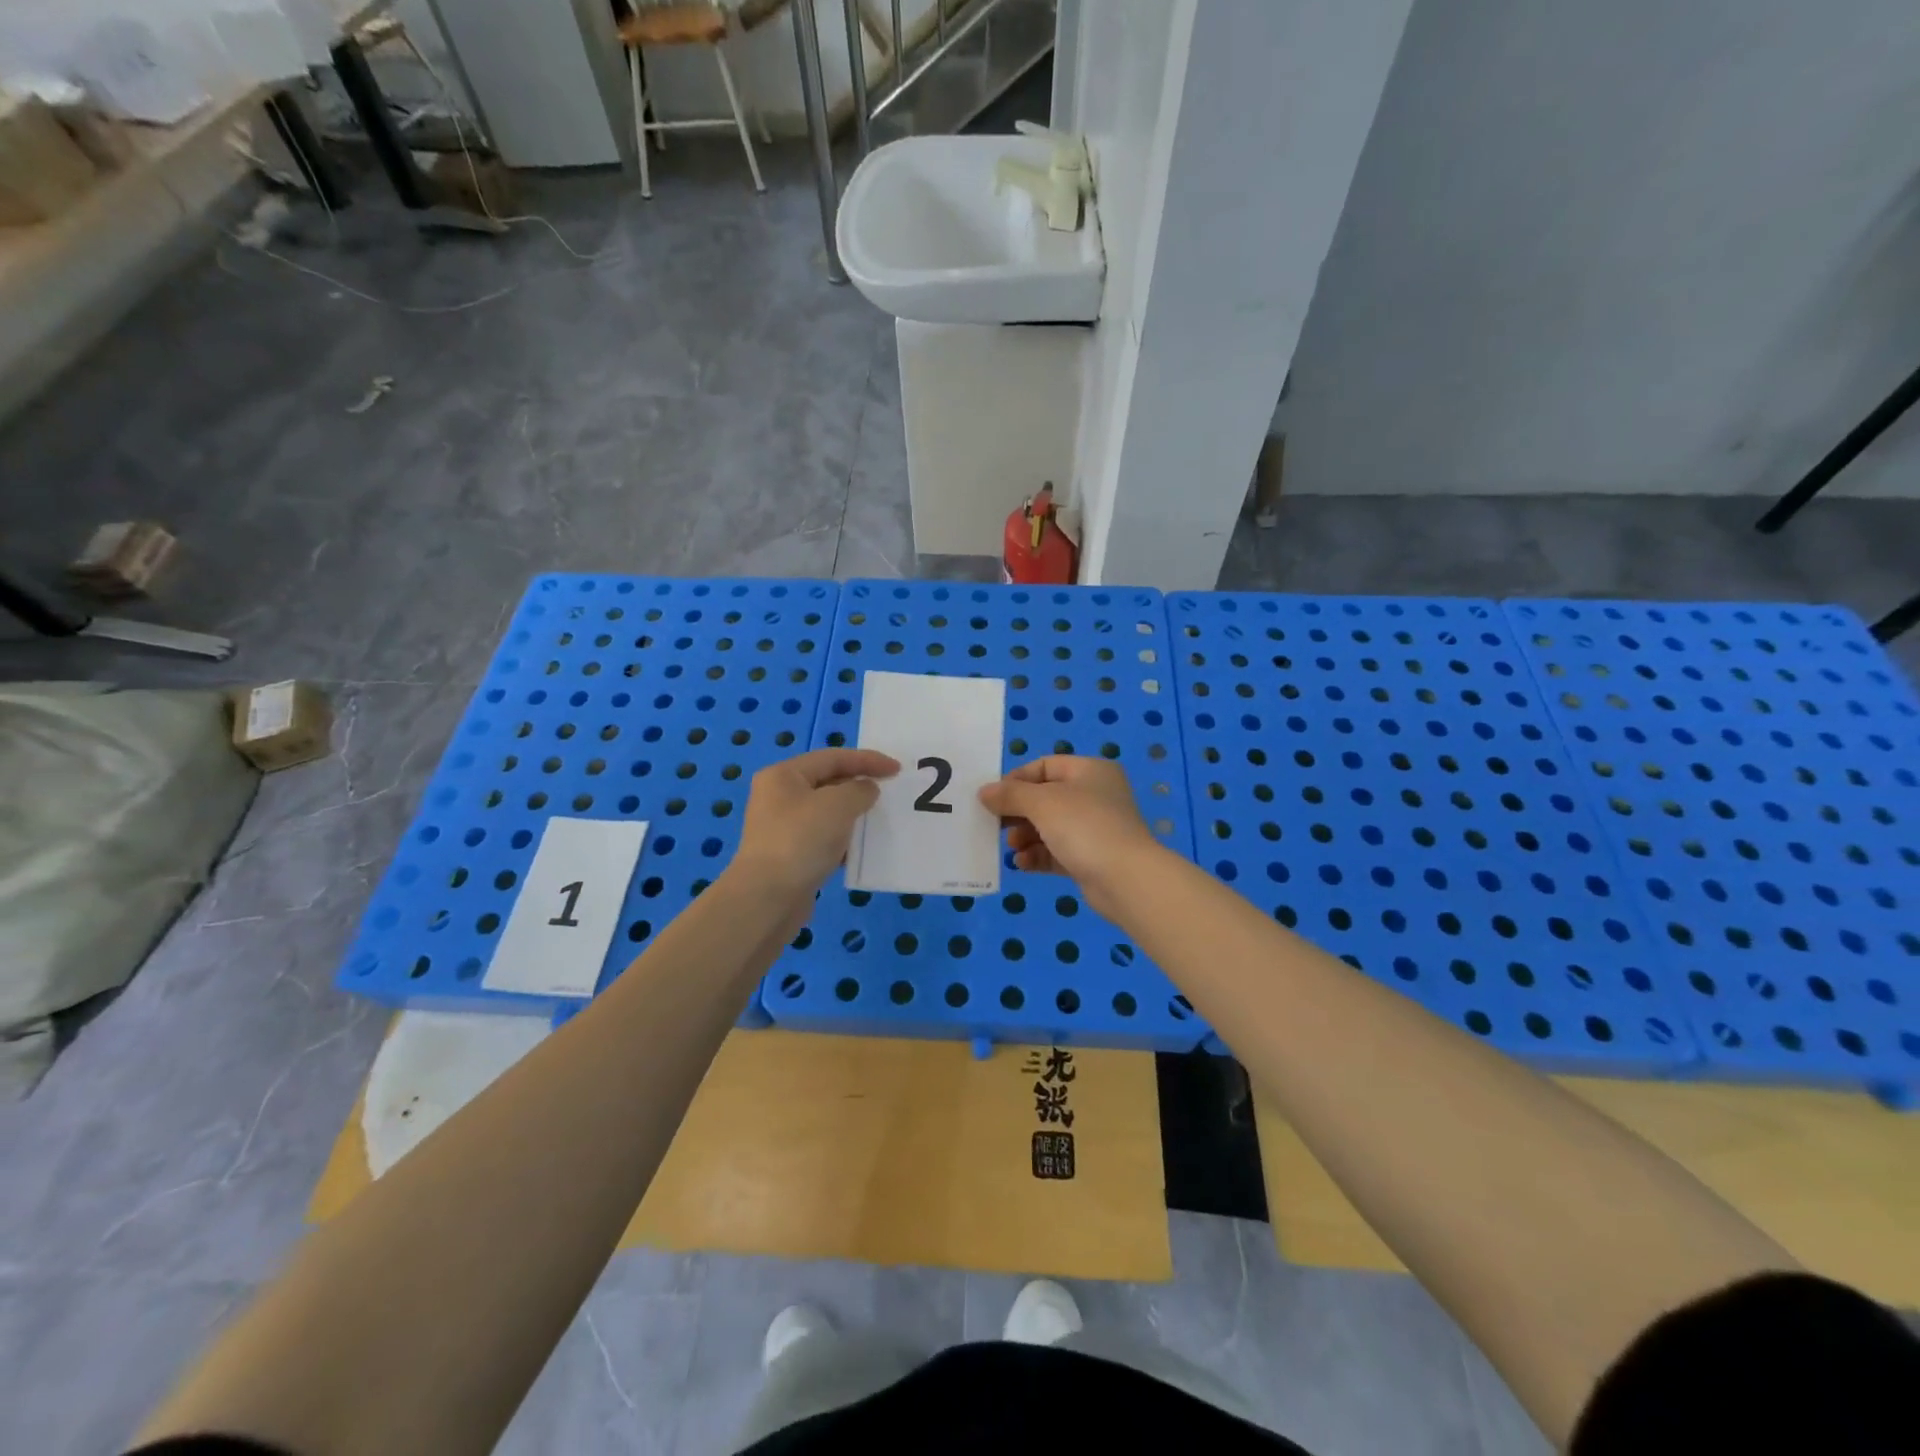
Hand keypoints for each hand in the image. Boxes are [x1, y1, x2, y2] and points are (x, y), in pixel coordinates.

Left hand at [730, 747, 898, 898]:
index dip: (867, 760)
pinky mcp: (789, 855)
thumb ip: (859, 790)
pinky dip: (843, 839)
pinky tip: (861, 849)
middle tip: (890, 792)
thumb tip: (866, 790)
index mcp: (784, 775)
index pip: (832, 757)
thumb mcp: (838, 805)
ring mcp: (782, 827)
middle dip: (859, 785)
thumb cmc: (801, 840)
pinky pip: (823, 838)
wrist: (768, 899)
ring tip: (879, 819)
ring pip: (826, 812)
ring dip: (853, 814)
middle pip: (827, 782)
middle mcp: (779, 797)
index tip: (897, 770)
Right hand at [978, 756, 1161, 911]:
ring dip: (1026, 836)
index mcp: (1089, 771)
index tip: (993, 797)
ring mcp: (1095, 828)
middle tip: (997, 825)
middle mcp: (1095, 795)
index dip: (1016, 779)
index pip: (1045, 766)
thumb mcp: (1042, 803)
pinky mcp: (1091, 858)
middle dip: (1018, 812)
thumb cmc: (1084, 827)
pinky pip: (1057, 851)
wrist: (1127, 879)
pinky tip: (1022, 864)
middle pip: (1045, 797)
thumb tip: (984, 792)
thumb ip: (1010, 795)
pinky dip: (1038, 855)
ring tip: (1012, 847)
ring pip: (1050, 827)